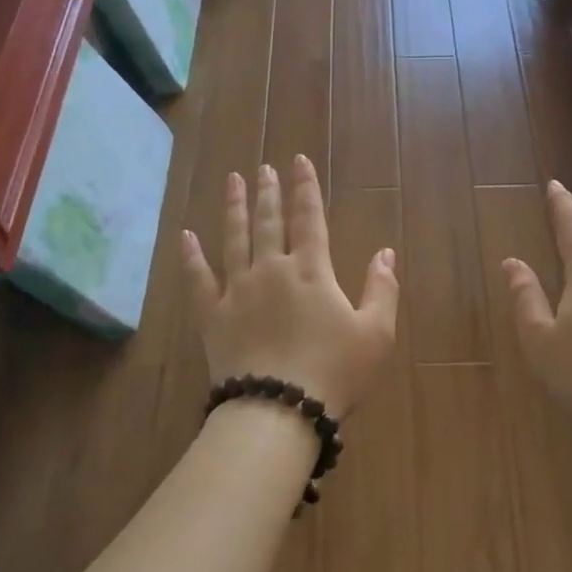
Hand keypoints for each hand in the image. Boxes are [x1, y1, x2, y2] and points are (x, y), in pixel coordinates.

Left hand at [182, 156, 398, 418]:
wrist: (278, 409)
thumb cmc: (334, 373)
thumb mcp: (376, 334)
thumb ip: (382, 288)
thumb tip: (385, 251)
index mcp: (311, 271)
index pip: (309, 218)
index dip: (305, 188)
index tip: (298, 161)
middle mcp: (272, 270)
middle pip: (269, 221)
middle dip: (268, 192)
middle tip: (263, 168)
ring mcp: (238, 290)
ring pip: (234, 238)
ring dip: (234, 208)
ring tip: (233, 181)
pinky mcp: (213, 315)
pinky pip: (198, 278)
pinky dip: (191, 256)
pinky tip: (186, 236)